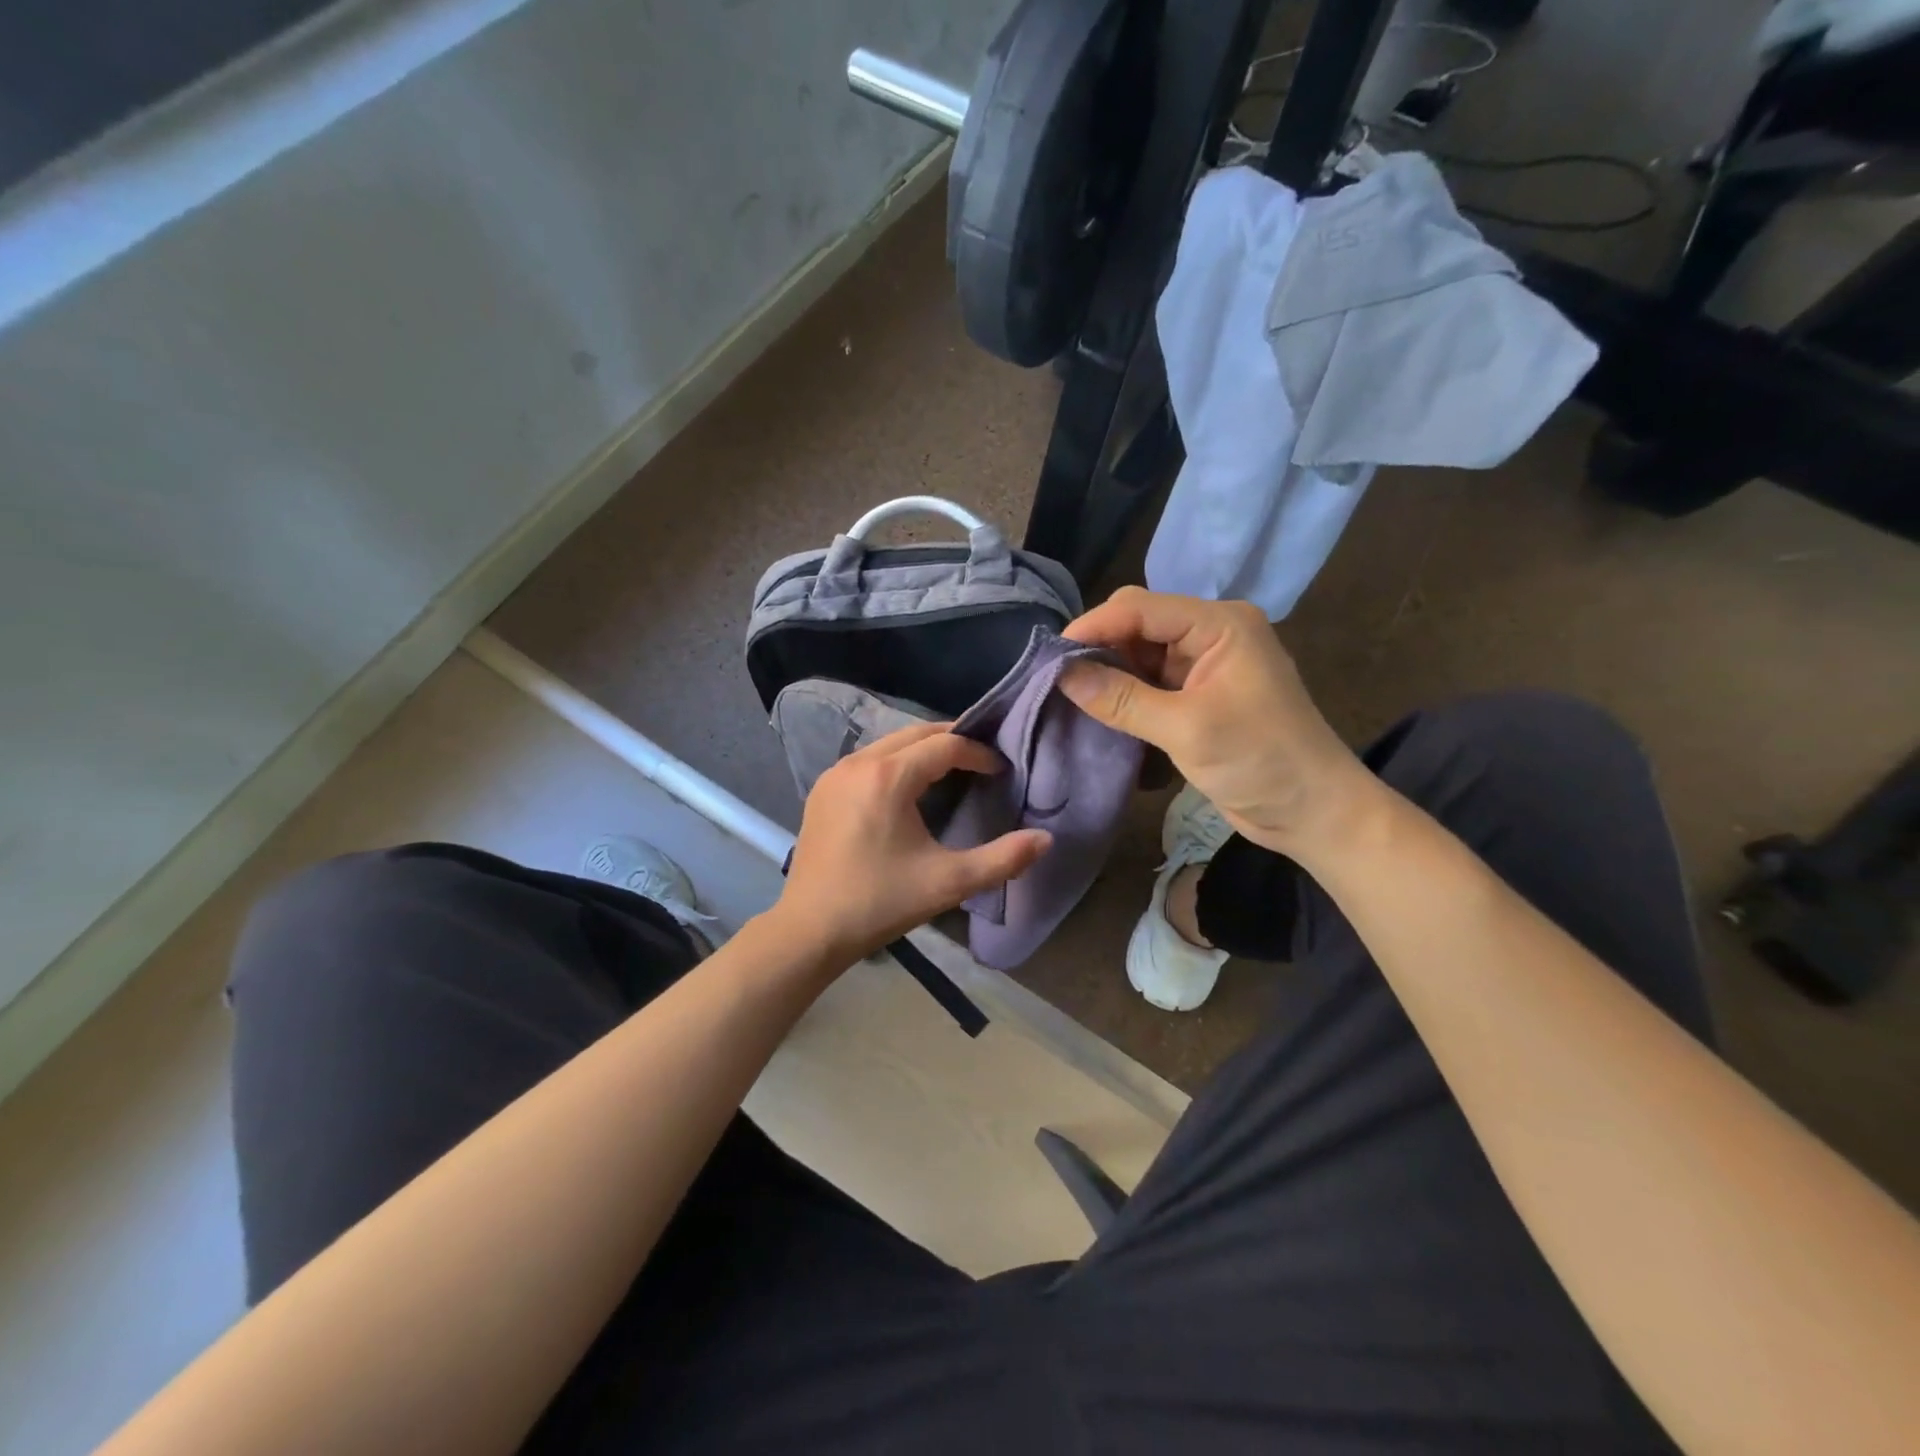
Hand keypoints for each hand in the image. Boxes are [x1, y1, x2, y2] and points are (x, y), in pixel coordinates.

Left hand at [774, 722, 1051, 965]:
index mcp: (888, 777)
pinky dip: (895, 761)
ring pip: (889, 743)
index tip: (1002, 770)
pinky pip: (868, 759)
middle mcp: (858, 762)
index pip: (944, 745)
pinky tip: (908, 789)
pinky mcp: (822, 790)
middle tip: (982, 760)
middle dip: (952, 741)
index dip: (978, 753)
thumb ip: (1003, 859)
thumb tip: (1046, 839)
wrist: (809, 930)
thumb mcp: (948, 883)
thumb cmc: (880, 902)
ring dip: (922, 749)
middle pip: (915, 733)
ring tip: (952, 770)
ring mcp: (834, 774)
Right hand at [1061, 587, 1381, 859]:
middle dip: (1099, 647)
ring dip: (1109, 672)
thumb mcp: (1187, 729)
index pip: (1141, 608)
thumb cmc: (1261, 762)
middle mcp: (1212, 634)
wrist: (1313, 812)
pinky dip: (1124, 693)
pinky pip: (1149, 681)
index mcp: (1220, 624)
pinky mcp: (1199, 695)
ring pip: (1140, 653)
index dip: (1094, 626)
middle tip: (1058, 678)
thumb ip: (1122, 700)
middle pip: (1139, 624)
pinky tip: (1099, 707)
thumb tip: (1061, 675)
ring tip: (1070, 694)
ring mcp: (1205, 665)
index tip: (1050, 656)